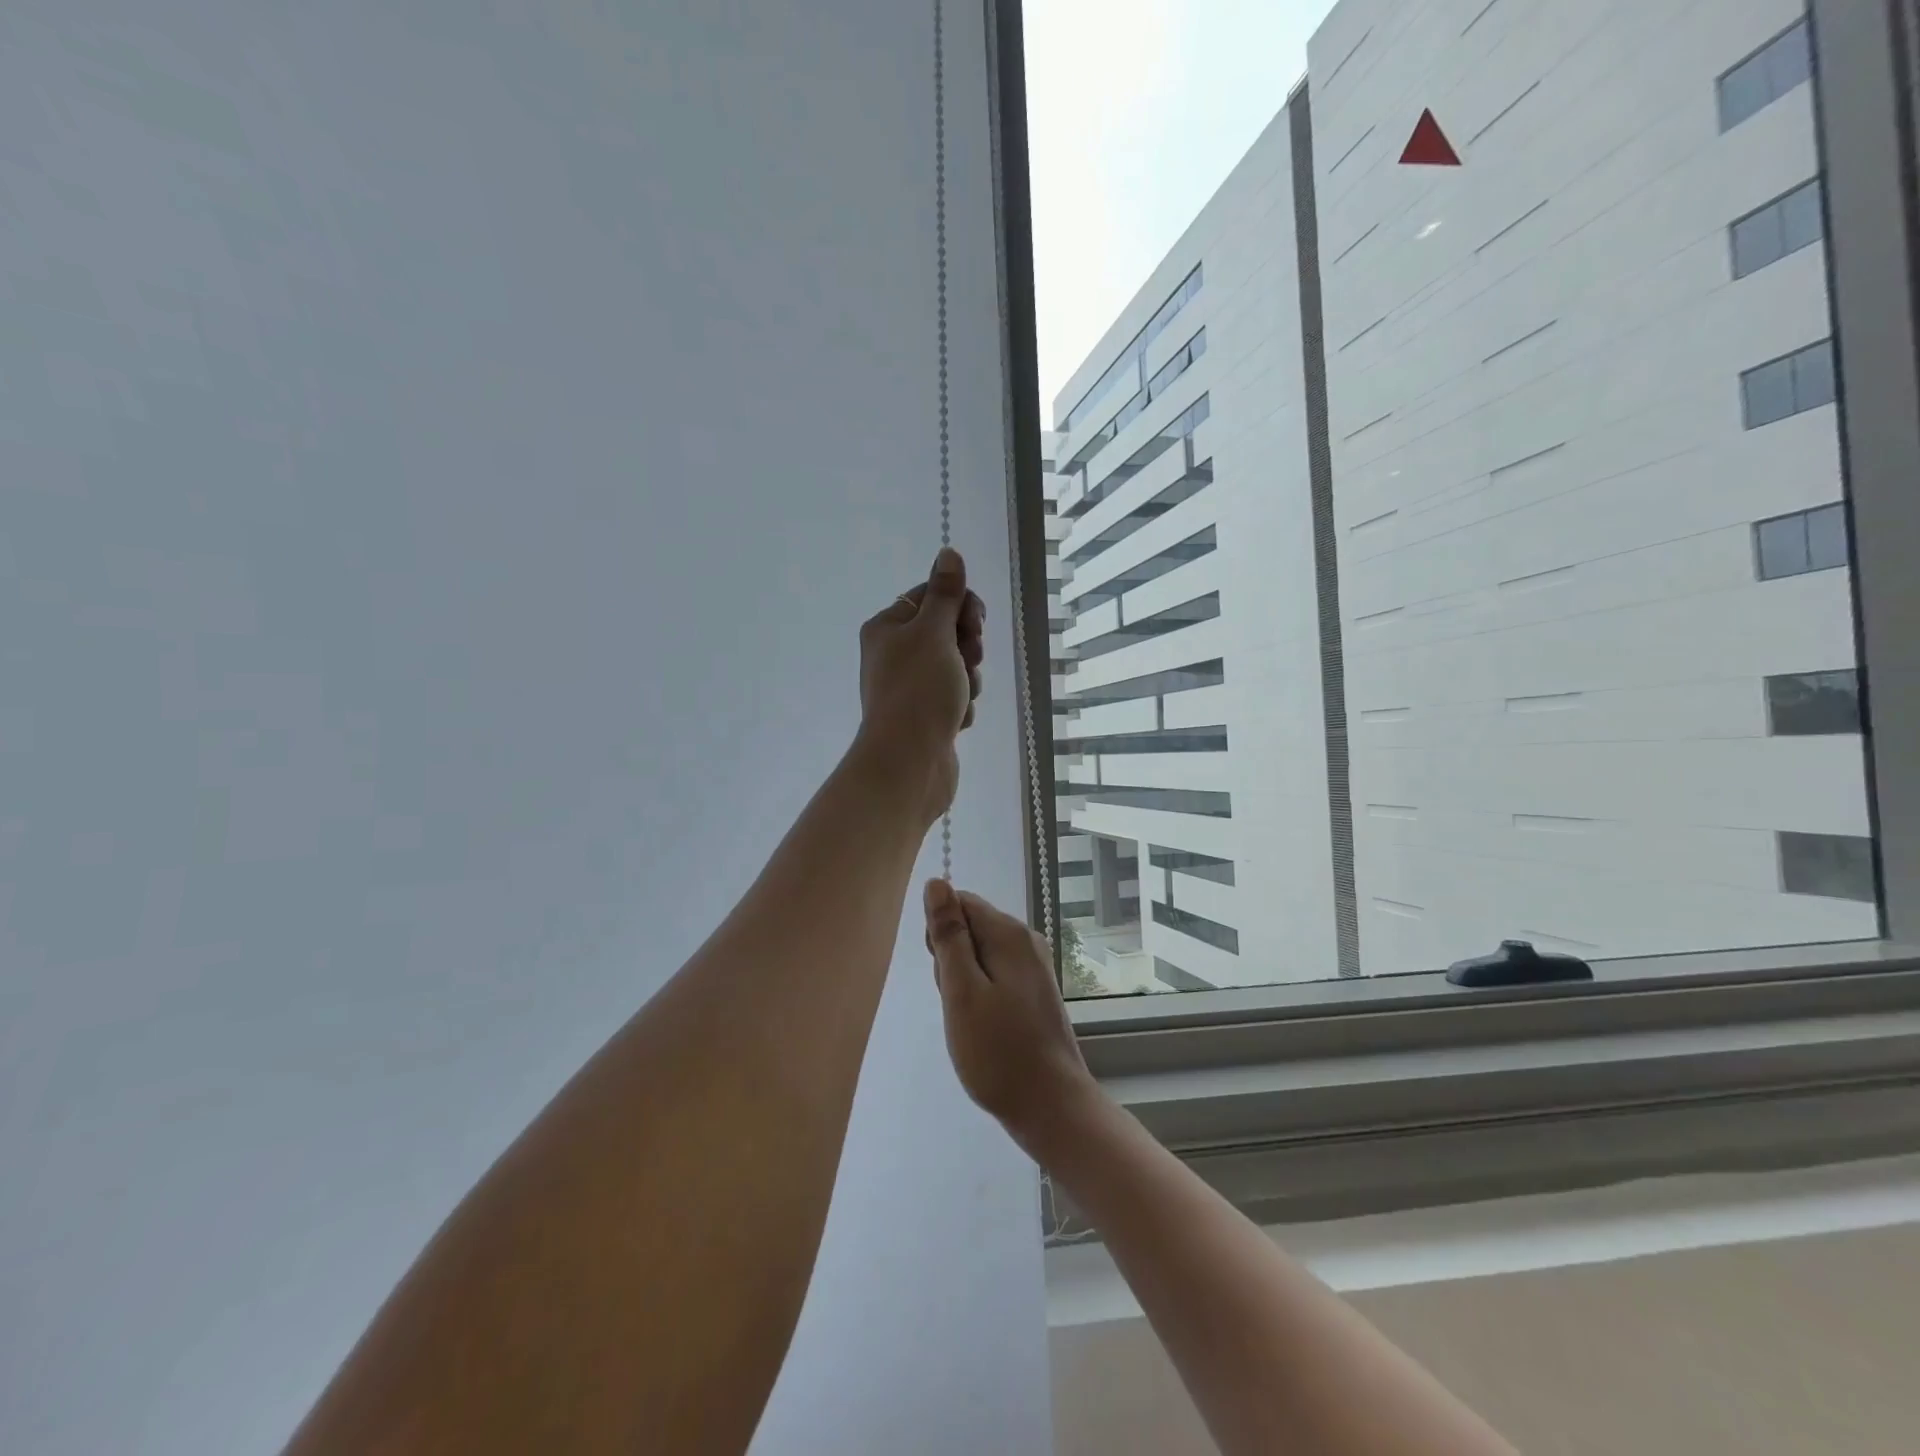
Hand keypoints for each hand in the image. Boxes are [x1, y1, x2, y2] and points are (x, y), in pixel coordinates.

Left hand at [856, 548, 984, 824]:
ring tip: (959, 698)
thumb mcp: (934, 632)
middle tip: (967, 660)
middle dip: (967, 647)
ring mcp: (909, 688)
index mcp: (887, 627)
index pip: (930, 597)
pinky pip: (954, 699)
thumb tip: (948, 552)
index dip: (959, 606)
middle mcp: (894, 654)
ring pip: (956, 668)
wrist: (908, 763)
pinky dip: (961, 707)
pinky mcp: (924, 717)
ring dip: (967, 680)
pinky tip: (955, 721)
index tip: (974, 622)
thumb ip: (946, 594)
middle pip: (946, 633)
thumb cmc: (919, 690)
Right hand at [924, 880, 1095, 1152]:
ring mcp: (1034, 966)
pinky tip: (983, 1027)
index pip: (960, 902)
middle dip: (952, 960)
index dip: (941, 934)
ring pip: (979, 955)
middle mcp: (1026, 940)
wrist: (1051, 1106)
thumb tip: (937, 882)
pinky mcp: (1034, 990)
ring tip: (971, 1022)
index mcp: (1009, 934)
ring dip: (964, 982)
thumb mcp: (962, 991)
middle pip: (970, 927)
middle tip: (958, 1004)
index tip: (943, 975)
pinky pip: (994, 975)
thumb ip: (949, 935)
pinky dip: (980, 996)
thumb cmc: (998, 1051)